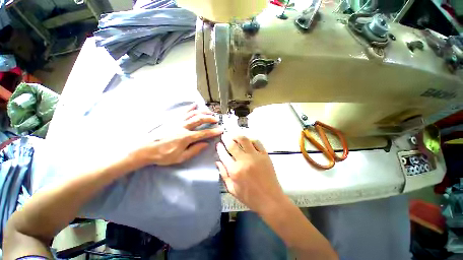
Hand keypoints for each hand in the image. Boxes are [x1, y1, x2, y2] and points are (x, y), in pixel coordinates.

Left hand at [131, 104, 222, 166]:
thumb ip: (194, 150)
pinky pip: (183, 112)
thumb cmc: (163, 155)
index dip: (213, 132)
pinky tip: (195, 105)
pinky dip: (190, 108)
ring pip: (192, 114)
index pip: (203, 133)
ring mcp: (177, 122)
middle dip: (209, 118)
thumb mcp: (180, 157)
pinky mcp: (172, 119)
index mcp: (186, 137)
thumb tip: (206, 144)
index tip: (221, 130)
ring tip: (209, 112)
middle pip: (199, 120)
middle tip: (216, 119)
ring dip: (202, 112)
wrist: (145, 149)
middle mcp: (183, 127)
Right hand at [216, 135, 287, 213]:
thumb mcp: (232, 189)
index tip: (218, 144)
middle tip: (224, 136)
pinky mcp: (264, 155)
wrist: (270, 199)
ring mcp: (255, 156)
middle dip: (226, 138)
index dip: (219, 148)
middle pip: (232, 145)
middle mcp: (244, 161)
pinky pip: (257, 142)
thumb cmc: (250, 197)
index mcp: (235, 170)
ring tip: (234, 135)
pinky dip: (251, 139)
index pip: (223, 155)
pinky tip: (248, 140)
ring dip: (237, 136)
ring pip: (244, 140)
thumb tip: (217, 162)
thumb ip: (223, 175)